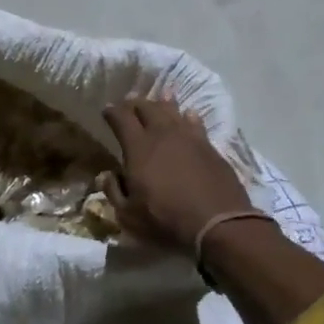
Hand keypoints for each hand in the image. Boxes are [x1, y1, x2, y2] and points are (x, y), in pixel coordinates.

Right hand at [100, 98, 253, 252]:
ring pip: (172, 110)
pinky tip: (188, 116)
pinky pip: (195, 122)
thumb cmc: (166, 220)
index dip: (112, 112)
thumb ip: (114, 192)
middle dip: (135, 104)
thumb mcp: (129, 215)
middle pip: (147, 107)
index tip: (107, 111)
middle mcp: (162, 134)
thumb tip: (106, 175)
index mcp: (138, 147)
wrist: (217, 223)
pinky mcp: (209, 146)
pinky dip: (187, 117)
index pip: (121, 118)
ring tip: (159, 100)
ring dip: (162, 104)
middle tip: (130, 104)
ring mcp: (189, 137)